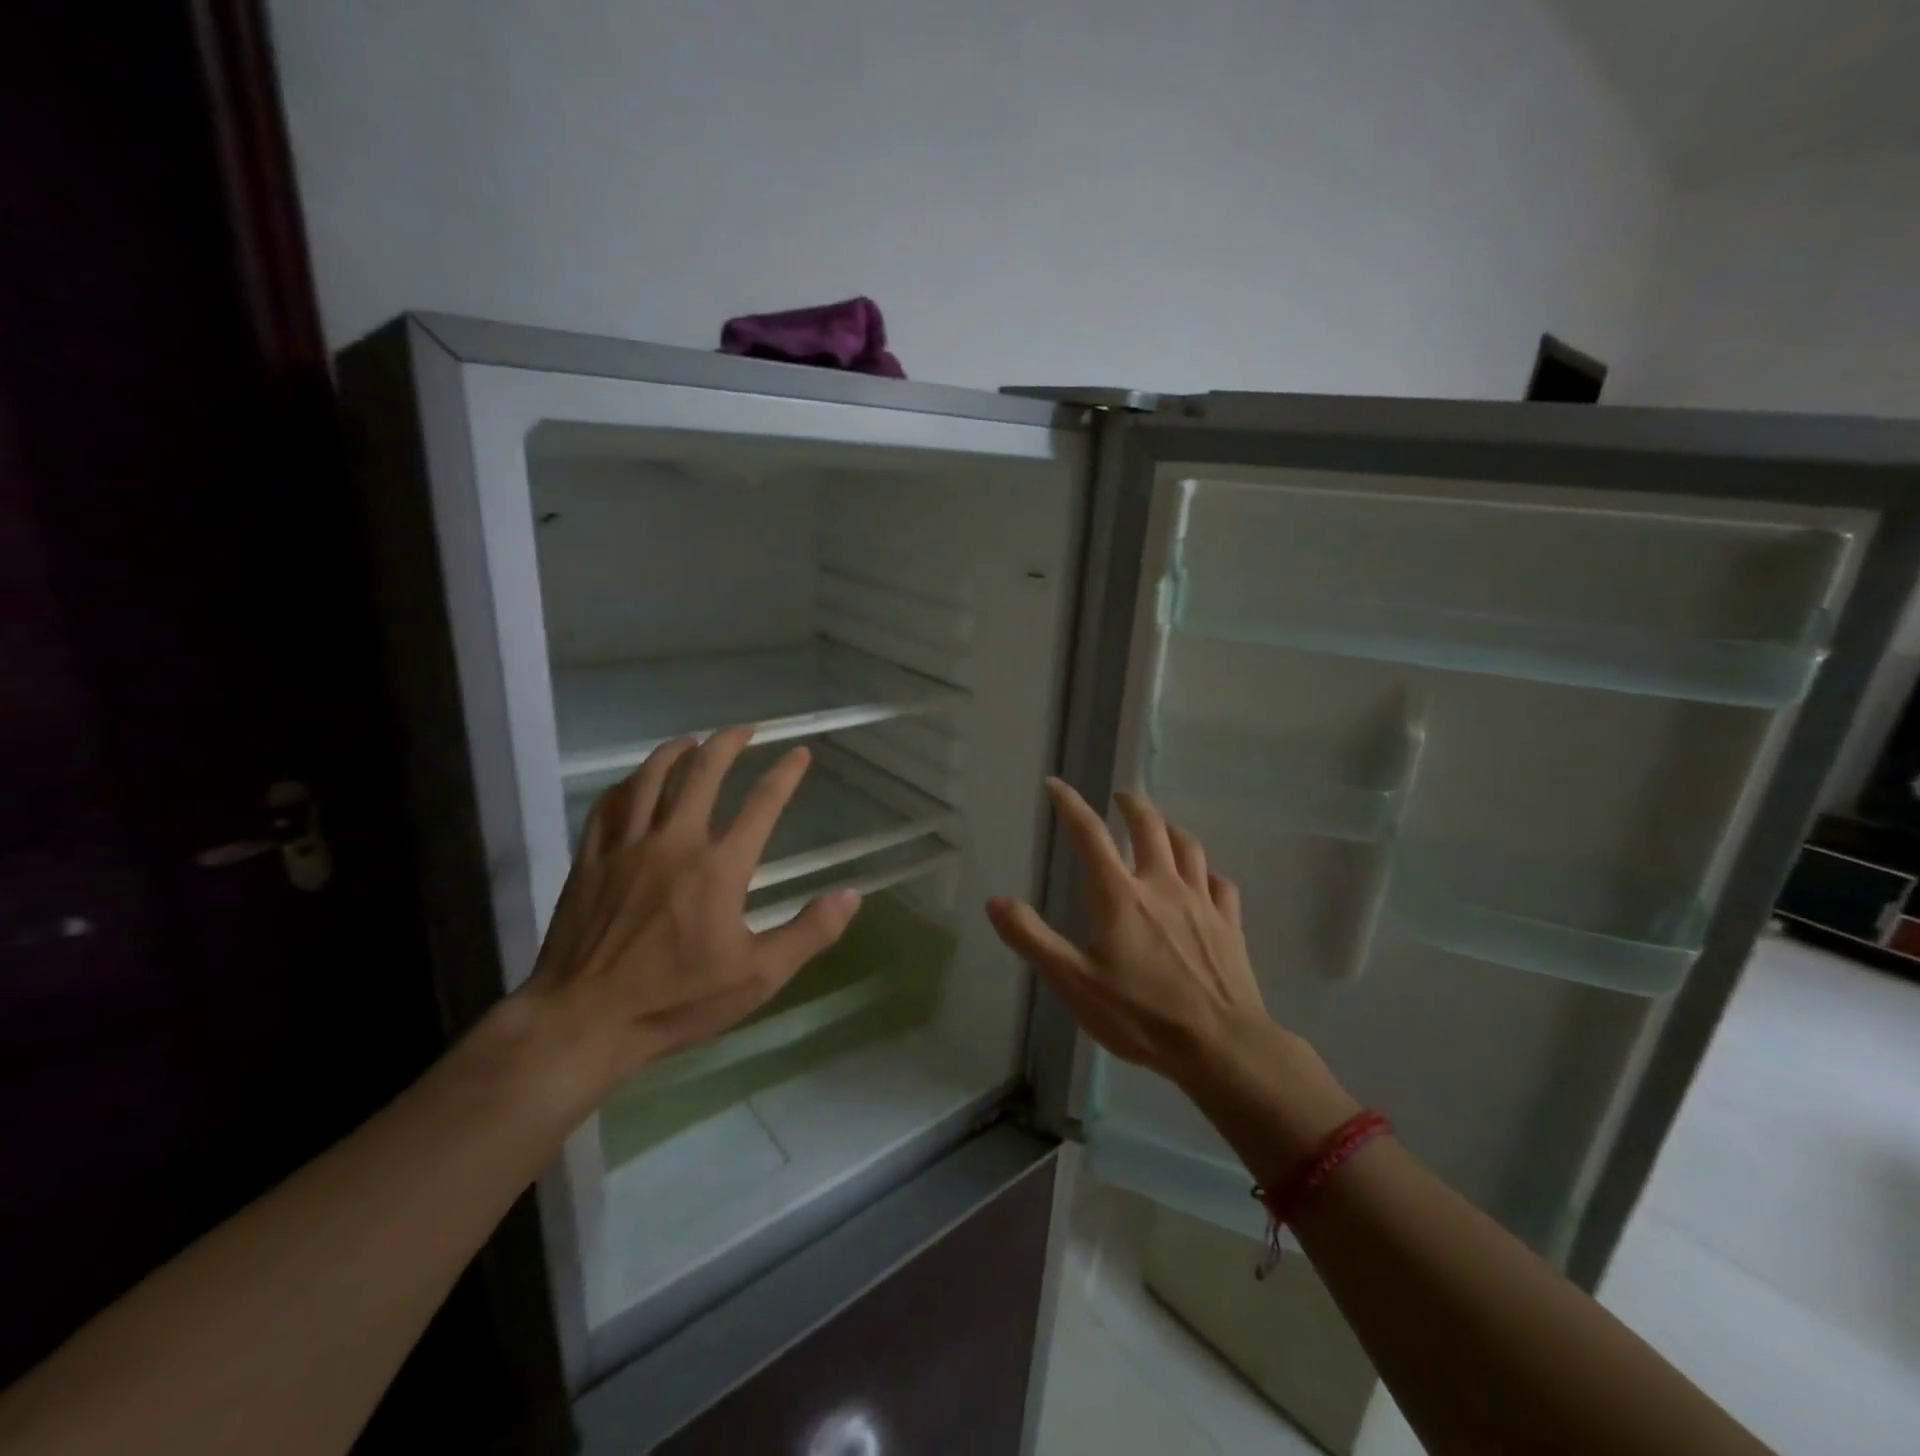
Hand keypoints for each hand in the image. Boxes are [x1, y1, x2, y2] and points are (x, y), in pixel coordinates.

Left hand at [516, 727, 861, 1103]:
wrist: (582, 1022)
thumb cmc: (675, 1000)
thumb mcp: (757, 977)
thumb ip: (808, 933)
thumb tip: (851, 895)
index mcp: (719, 869)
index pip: (762, 805)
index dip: (785, 774)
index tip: (799, 754)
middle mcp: (674, 843)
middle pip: (701, 774)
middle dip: (727, 744)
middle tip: (744, 730)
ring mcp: (626, 848)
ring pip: (650, 779)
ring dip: (675, 752)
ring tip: (692, 741)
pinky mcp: (589, 861)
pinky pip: (609, 805)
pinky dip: (628, 783)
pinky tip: (636, 780)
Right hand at [987, 779, 1264, 1087]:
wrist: (1221, 1046)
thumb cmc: (1141, 1015)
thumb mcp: (1073, 983)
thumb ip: (1032, 939)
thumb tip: (996, 901)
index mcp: (1121, 896)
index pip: (1090, 835)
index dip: (1071, 804)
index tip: (1055, 784)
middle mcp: (1162, 886)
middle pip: (1149, 827)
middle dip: (1132, 805)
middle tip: (1120, 796)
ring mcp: (1202, 902)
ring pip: (1189, 847)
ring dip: (1171, 829)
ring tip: (1161, 827)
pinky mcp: (1230, 925)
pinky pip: (1221, 885)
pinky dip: (1208, 874)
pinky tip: (1205, 880)